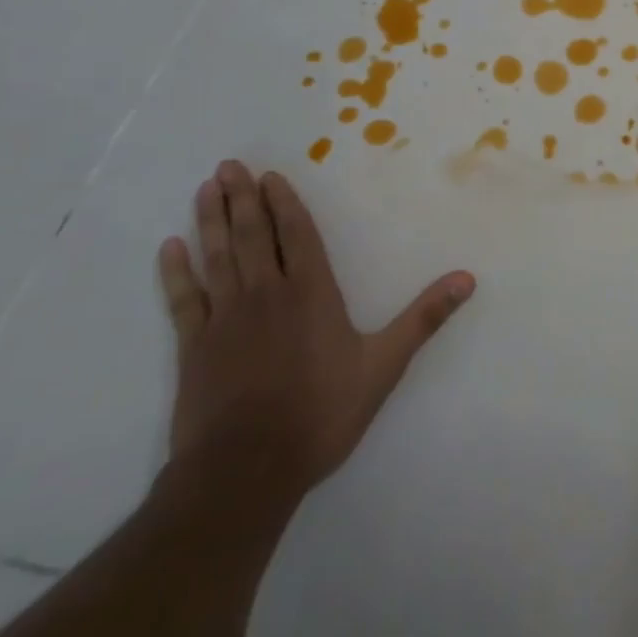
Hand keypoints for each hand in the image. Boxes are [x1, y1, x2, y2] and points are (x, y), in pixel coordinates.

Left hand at [157, 161, 474, 515]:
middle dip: (242, 198)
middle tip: (228, 166)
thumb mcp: (384, 364)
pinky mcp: (194, 347)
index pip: (297, 236)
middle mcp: (267, 294)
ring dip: (211, 221)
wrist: (246, 470)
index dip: (284, 204)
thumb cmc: (321, 412)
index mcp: (311, 293)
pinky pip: (184, 299)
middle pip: (254, 235)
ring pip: (219, 257)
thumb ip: (424, 317)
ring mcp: (226, 318)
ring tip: (205, 188)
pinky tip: (170, 248)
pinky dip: (176, 272)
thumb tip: (467, 278)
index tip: (269, 176)